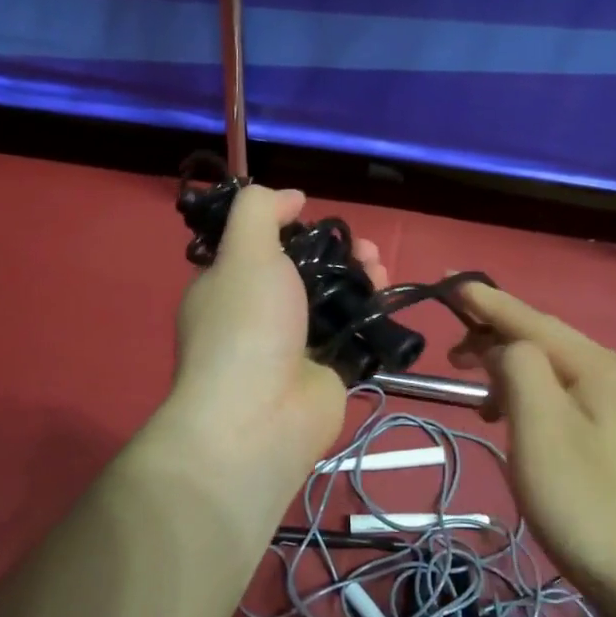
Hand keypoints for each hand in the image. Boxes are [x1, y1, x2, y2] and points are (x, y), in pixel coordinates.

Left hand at [163, 186, 387, 503]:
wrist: (260, 419)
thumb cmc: (246, 326)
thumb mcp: (244, 252)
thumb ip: (260, 212)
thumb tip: (291, 197)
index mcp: (227, 286)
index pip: (259, 247)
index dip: (290, 229)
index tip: (316, 218)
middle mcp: (258, 315)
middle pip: (303, 271)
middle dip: (336, 252)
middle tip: (363, 247)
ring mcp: (294, 346)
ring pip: (332, 300)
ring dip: (359, 277)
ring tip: (379, 265)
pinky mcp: (328, 372)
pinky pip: (353, 334)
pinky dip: (372, 314)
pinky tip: (388, 297)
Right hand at [451, 283, 615, 608]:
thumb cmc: (587, 502)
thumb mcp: (540, 427)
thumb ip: (517, 368)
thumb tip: (503, 347)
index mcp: (594, 364)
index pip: (528, 318)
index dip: (485, 301)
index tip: (447, 284)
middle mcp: (609, 374)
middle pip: (541, 339)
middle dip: (493, 336)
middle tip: (450, 354)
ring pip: (550, 370)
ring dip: (508, 371)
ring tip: (476, 395)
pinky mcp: (613, 439)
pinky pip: (560, 397)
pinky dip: (527, 398)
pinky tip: (513, 423)